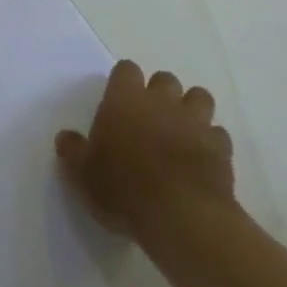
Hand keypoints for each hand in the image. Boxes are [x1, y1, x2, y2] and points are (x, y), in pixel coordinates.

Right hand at [56, 59, 237, 241]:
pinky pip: (218, 134)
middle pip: (165, 79)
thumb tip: (65, 137)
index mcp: (125, 99)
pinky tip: (202, 160)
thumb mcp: (83, 175)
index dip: (124, 82)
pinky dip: (211, 142)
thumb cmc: (123, 189)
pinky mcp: (220, 146)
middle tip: (150, 120)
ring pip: (199, 97)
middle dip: (160, 94)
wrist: (180, 216)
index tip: (119, 102)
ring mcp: (194, 121)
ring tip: (182, 132)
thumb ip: (73, 151)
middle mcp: (161, 100)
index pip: (126, 69)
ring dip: (191, 109)